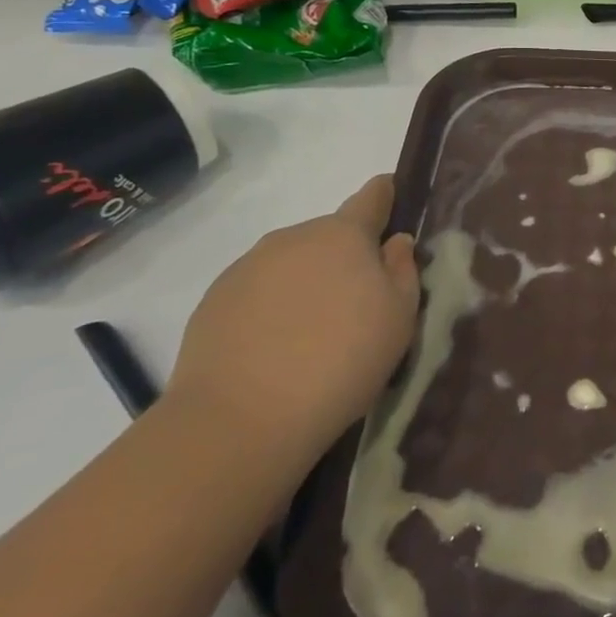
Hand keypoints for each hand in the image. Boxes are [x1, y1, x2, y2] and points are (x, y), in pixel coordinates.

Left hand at [166, 175, 418, 468]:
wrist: (239, 422)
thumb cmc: (341, 360)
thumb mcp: (399, 317)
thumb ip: (403, 270)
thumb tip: (394, 242)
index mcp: (343, 234)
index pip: (371, 196)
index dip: (386, 195)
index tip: (394, 201)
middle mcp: (293, 238)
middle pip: (330, 235)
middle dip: (346, 257)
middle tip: (358, 304)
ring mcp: (246, 268)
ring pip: (291, 264)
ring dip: (307, 283)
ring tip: (314, 334)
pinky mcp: (212, 303)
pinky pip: (257, 293)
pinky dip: (272, 309)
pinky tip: (276, 350)